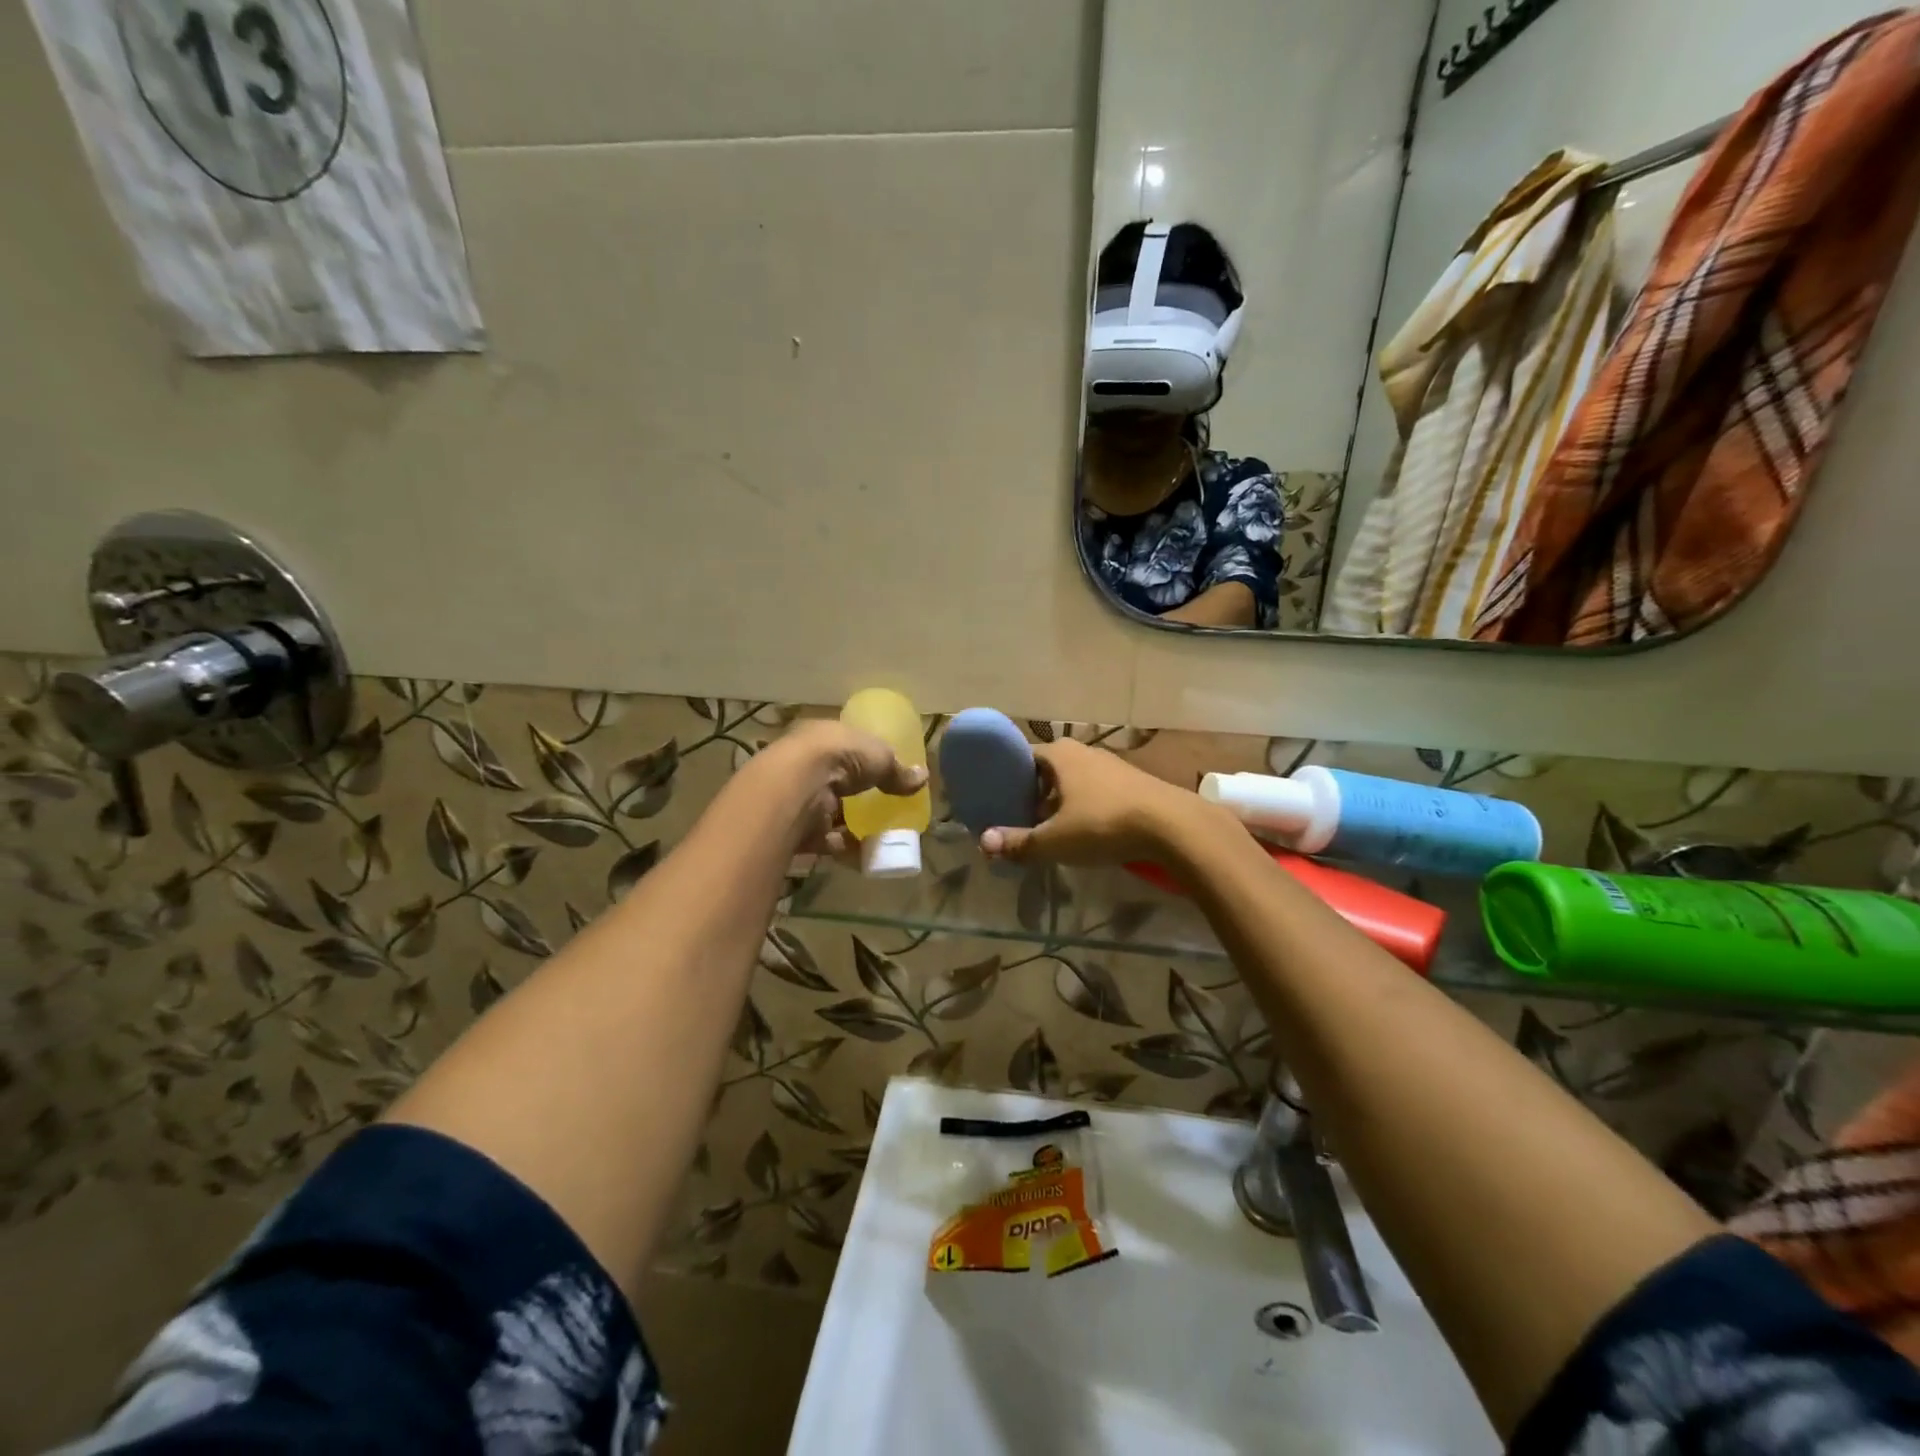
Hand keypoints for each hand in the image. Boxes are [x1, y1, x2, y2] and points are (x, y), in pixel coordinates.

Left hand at [748, 719, 926, 856]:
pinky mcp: (797, 829)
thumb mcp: (878, 755)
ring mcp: (798, 798)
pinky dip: (847, 847)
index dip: (861, 759)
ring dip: (852, 824)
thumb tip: (923, 778)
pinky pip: (826, 840)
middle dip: (856, 796)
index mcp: (820, 736)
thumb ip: (897, 770)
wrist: (797, 787)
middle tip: (883, 807)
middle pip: (835, 782)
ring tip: (882, 835)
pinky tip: (869, 854)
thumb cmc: (838, 756)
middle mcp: (804, 765)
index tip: (881, 773)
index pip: (842, 747)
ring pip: (829, 812)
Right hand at [980, 740, 1220, 865]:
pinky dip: (1086, 807)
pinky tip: (1088, 831)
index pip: (1022, 759)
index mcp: (1059, 754)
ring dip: (1061, 803)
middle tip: (1023, 822)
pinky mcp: (1132, 781)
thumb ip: (1019, 843)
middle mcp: (1083, 751)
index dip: (1009, 781)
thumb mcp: (1055, 840)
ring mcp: (1111, 764)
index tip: (1000, 804)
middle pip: (1047, 771)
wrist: (1172, 826)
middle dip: (1034, 795)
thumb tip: (983, 844)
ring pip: (1074, 781)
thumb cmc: (1104, 824)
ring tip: (1053, 831)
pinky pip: (1097, 790)